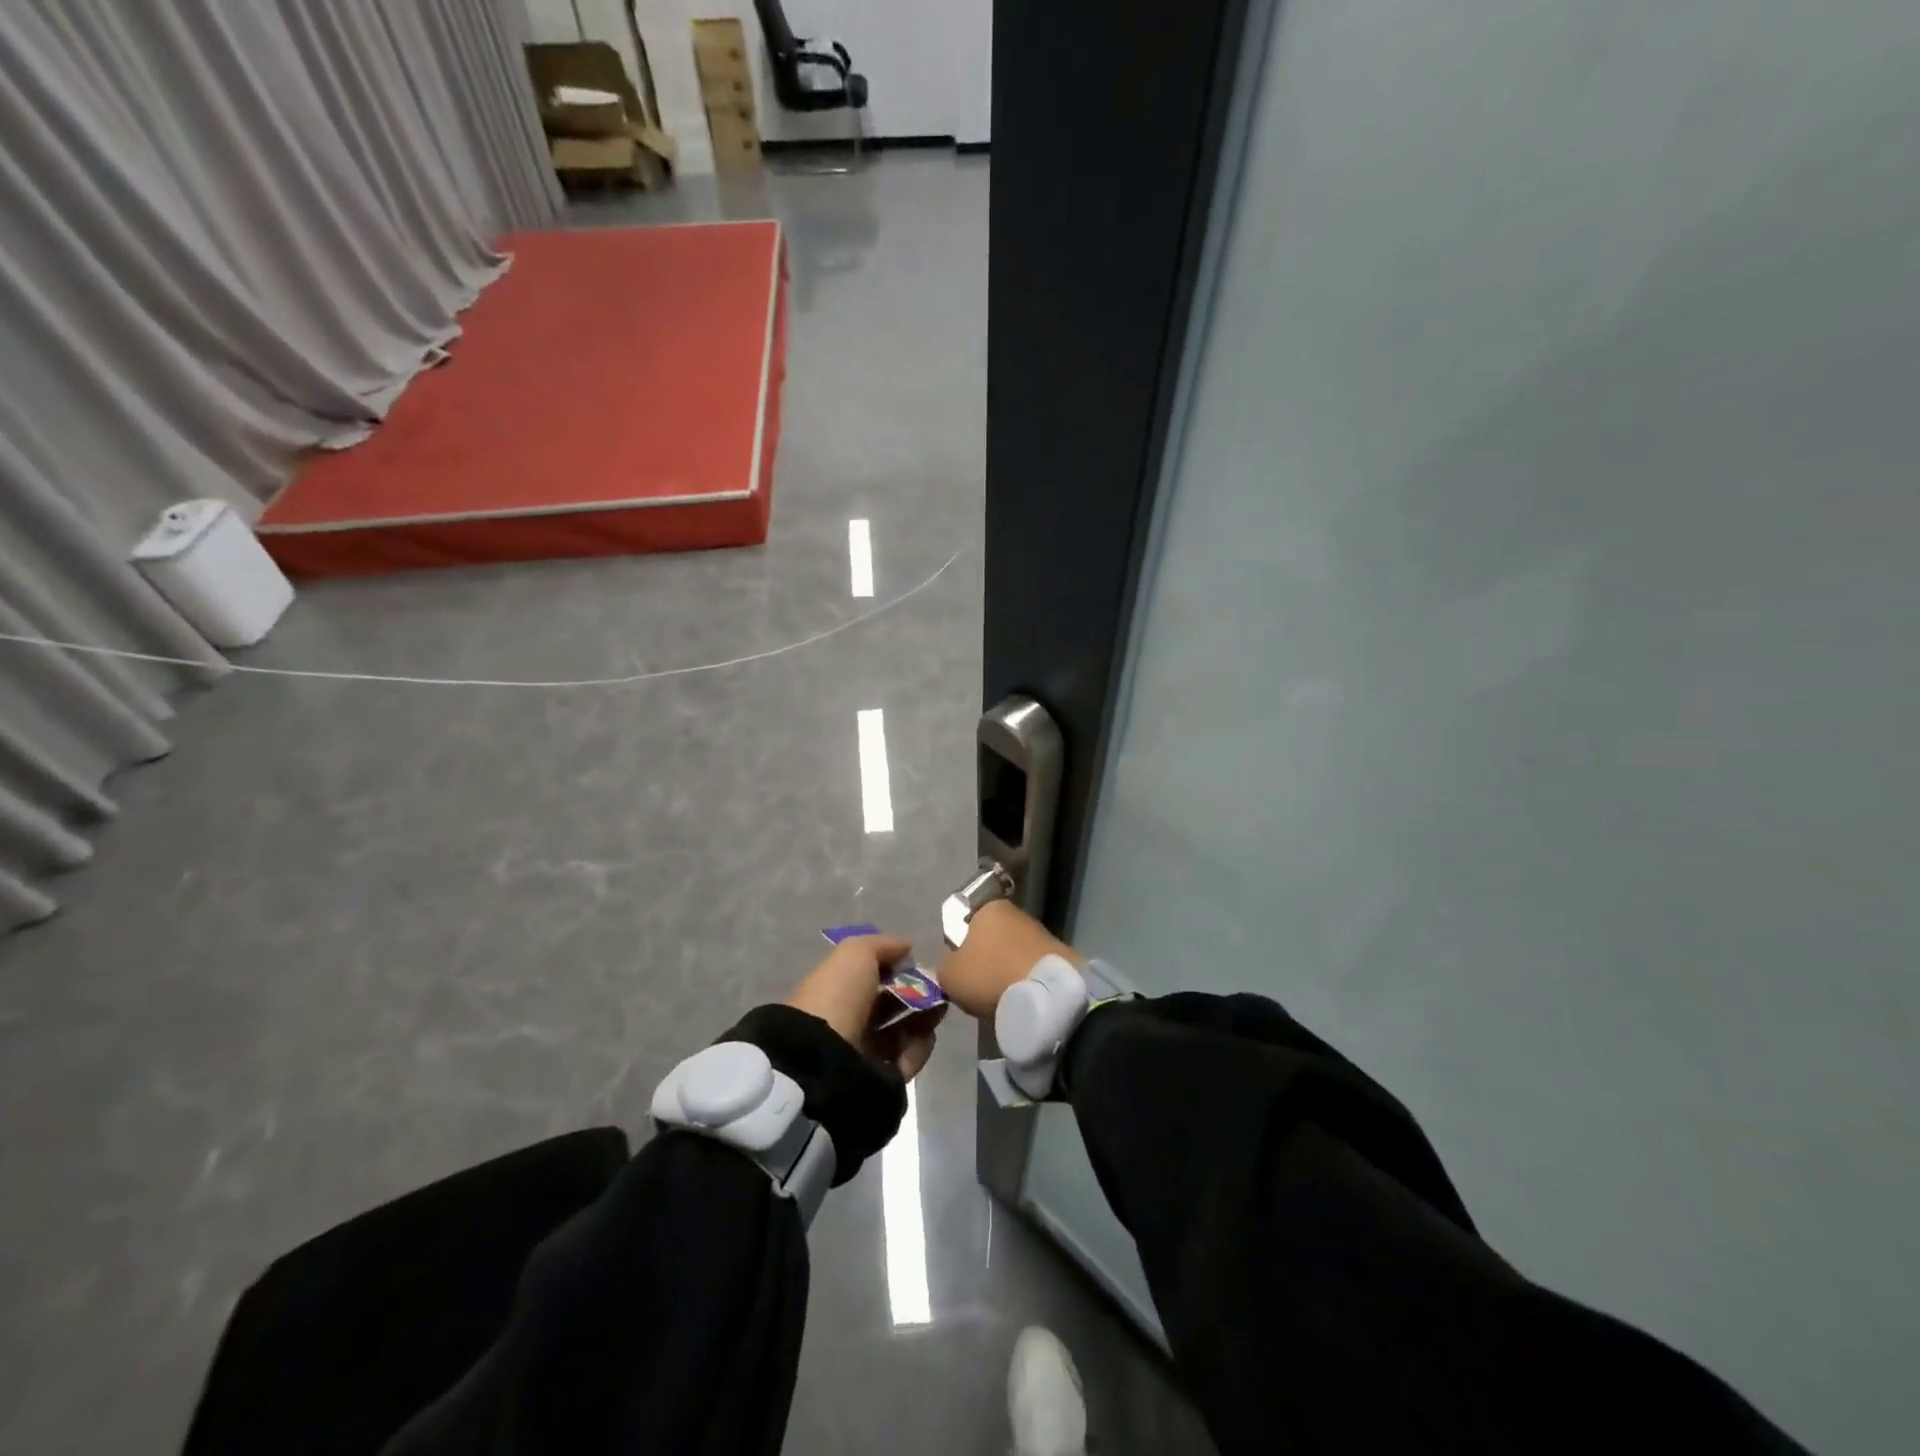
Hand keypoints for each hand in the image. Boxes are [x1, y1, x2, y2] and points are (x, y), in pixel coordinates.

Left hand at [786, 934, 945, 1080]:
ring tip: (940, 1007)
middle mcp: (847, 1022)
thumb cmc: (838, 997)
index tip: (917, 963)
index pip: (869, 977)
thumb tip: (907, 948)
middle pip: (887, 1005)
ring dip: (923, 1017)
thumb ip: (883, 946)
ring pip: (900, 1032)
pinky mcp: (879, 1080)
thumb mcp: (855, 955)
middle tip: (938, 987)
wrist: (826, 1058)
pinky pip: (905, 1060)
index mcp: (835, 991)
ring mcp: (862, 1053)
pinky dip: (919, 1046)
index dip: (894, 968)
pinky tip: (929, 1034)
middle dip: (915, 992)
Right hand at [936, 901, 1086, 1020]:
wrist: (1046, 993)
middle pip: (991, 937)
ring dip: (1006, 970)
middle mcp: (1015, 912)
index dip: (960, 947)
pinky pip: (1031, 966)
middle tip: (979, 987)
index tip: (961, 970)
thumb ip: (943, 965)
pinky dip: (1024, 979)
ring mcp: (1040, 931)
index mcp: (988, 907)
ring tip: (1002, 996)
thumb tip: (951, 965)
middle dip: (985, 959)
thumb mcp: (949, 975)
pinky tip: (1022, 998)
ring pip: (1012, 952)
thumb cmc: (990, 974)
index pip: (965, 922)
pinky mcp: (1059, 954)